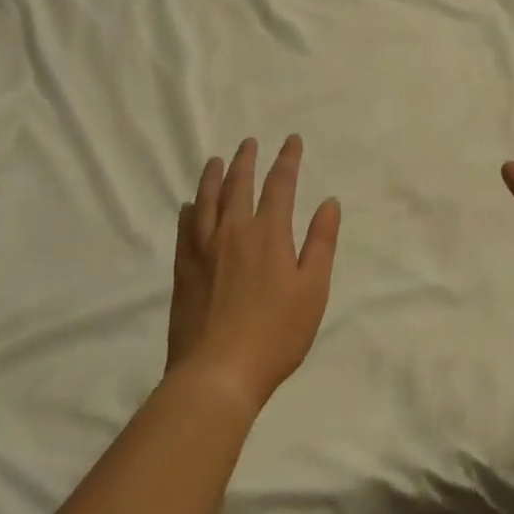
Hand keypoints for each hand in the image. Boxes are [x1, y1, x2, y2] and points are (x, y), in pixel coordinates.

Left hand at [167, 136, 340, 411]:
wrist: (218, 373)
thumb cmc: (276, 333)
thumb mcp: (313, 289)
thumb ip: (321, 242)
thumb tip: (329, 202)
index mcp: (269, 233)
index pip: (280, 184)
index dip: (287, 159)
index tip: (292, 140)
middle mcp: (233, 231)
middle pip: (238, 184)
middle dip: (247, 160)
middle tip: (250, 142)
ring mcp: (203, 249)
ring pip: (207, 199)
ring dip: (213, 176)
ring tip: (216, 160)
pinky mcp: (183, 269)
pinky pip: (185, 227)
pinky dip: (189, 209)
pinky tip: (190, 205)